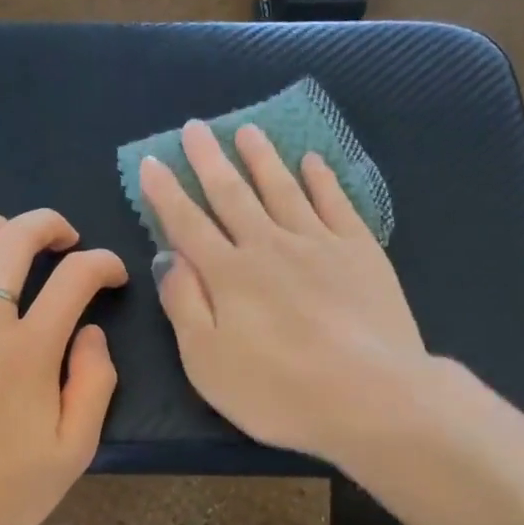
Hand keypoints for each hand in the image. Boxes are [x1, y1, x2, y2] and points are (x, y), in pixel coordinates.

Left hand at [0, 209, 128, 524]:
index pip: (75, 279)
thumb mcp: (73, 451)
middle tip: (63, 237)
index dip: (103, 264)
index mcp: (30, 351)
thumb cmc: (2, 493)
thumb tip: (91, 333)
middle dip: (46, 225)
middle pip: (13, 242)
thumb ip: (93, 384)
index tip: (112, 275)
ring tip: (5, 233)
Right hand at [139, 121, 426, 460]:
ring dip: (262, 158)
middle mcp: (269, 246)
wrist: (371, 396)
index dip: (167, 192)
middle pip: (233, 195)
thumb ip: (184, 304)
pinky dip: (321, 179)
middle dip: (210, 161)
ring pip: (283, 189)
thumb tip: (169, 257)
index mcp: (228, 274)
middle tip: (196, 128)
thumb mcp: (207, 361)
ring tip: (247, 130)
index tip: (152, 161)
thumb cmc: (278, 391)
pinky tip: (312, 161)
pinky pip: (335, 202)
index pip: (188, 223)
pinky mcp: (361, 252)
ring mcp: (319, 243)